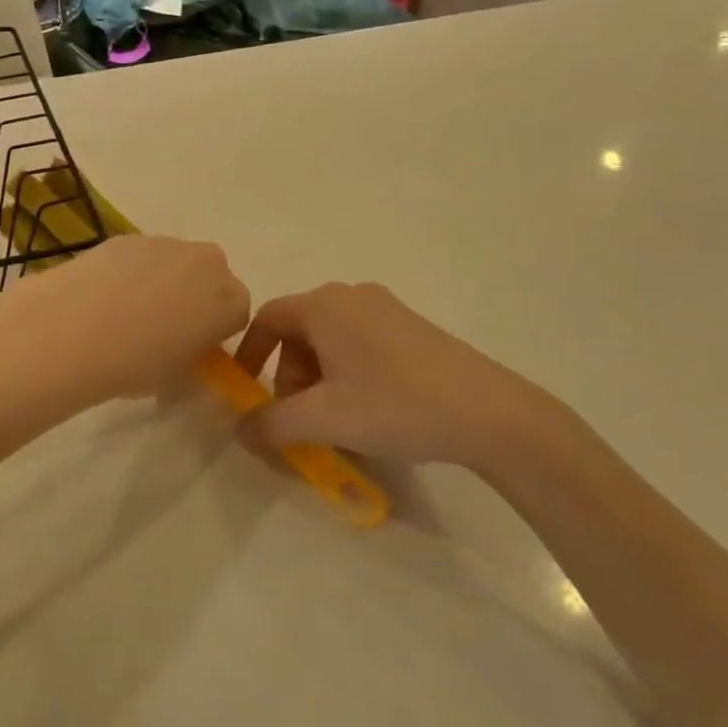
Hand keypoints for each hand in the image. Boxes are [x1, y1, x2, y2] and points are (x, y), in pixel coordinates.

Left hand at [6, 236, 251, 404]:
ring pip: (176, 264)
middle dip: (196, 298)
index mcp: (230, 301)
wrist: (73, 330)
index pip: (237, 314)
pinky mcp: (130, 237)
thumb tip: (183, 352)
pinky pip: (143, 257)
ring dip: (163, 282)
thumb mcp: (176, 378)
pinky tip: (103, 297)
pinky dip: (131, 272)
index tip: (192, 348)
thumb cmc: (135, 364)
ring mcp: (167, 244)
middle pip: (212, 279)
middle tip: (164, 329)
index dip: (215, 332)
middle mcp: (208, 263)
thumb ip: (192, 360)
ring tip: (125, 314)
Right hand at [233, 282, 573, 468]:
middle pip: (300, 330)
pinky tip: (370, 411)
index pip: (268, 317)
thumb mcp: (324, 419)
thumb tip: (239, 430)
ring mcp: (387, 308)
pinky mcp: (412, 327)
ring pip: (331, 339)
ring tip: (336, 422)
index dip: (249, 354)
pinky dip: (348, 373)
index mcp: (325, 305)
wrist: (488, 412)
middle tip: (300, 419)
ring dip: (319, 379)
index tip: (246, 391)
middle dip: (289, 376)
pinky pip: (361, 343)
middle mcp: (352, 296)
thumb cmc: (394, 405)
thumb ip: (271, 424)